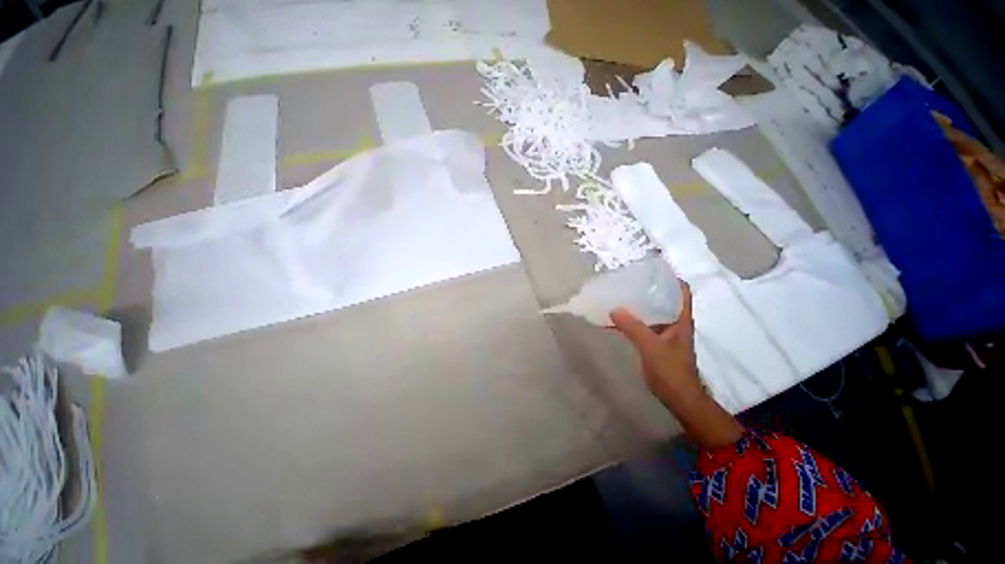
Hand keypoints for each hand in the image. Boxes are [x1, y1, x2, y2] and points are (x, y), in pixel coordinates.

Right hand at [609, 281, 702, 408]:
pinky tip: (613, 319)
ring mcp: (663, 333)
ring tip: (618, 294)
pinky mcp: (654, 343)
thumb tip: (614, 308)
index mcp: (680, 319)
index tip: (653, 267)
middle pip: (663, 298)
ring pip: (650, 312)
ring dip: (636, 305)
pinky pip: (640, 326)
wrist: (678, 398)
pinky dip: (628, 321)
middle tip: (628, 279)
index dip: (671, 277)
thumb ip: (633, 327)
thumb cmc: (671, 371)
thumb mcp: (651, 347)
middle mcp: (673, 322)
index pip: (681, 291)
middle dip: (648, 288)